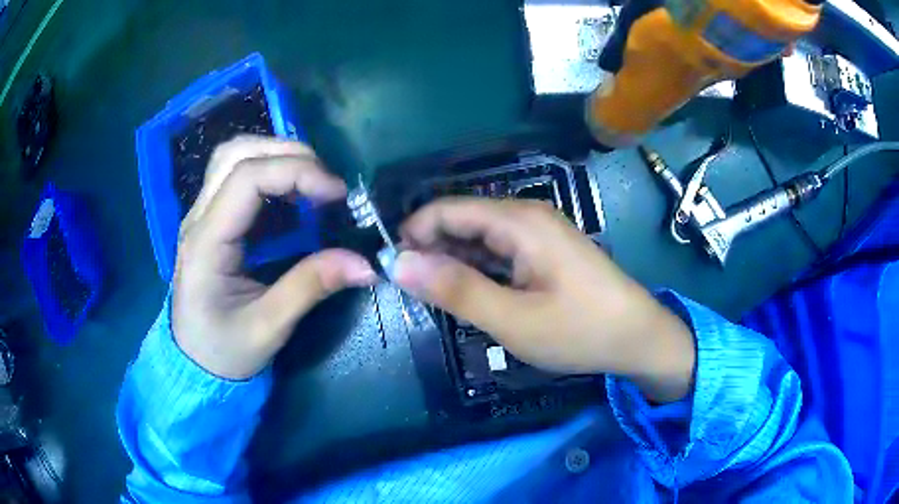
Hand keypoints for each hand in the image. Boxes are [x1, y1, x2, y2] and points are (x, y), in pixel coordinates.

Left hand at [172, 136, 376, 379]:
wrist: (194, 364)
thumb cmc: (225, 351)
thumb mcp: (269, 327)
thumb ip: (312, 287)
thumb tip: (366, 263)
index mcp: (206, 243)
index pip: (247, 178)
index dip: (297, 172)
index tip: (337, 194)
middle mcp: (198, 218)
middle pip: (236, 153)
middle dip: (288, 153)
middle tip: (326, 183)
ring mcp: (201, 216)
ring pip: (233, 157)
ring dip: (277, 156)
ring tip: (312, 182)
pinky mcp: (212, 221)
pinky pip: (238, 176)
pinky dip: (271, 173)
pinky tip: (293, 196)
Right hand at [393, 198, 694, 402]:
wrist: (639, 337)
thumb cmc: (580, 330)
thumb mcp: (513, 319)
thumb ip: (455, 289)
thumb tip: (398, 263)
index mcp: (518, 221)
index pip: (445, 210)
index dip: (410, 235)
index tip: (388, 270)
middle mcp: (526, 215)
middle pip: (460, 221)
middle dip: (428, 251)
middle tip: (408, 293)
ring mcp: (538, 232)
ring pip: (478, 238)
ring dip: (451, 263)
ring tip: (432, 299)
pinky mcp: (544, 250)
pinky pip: (498, 251)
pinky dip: (477, 269)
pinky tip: (468, 295)